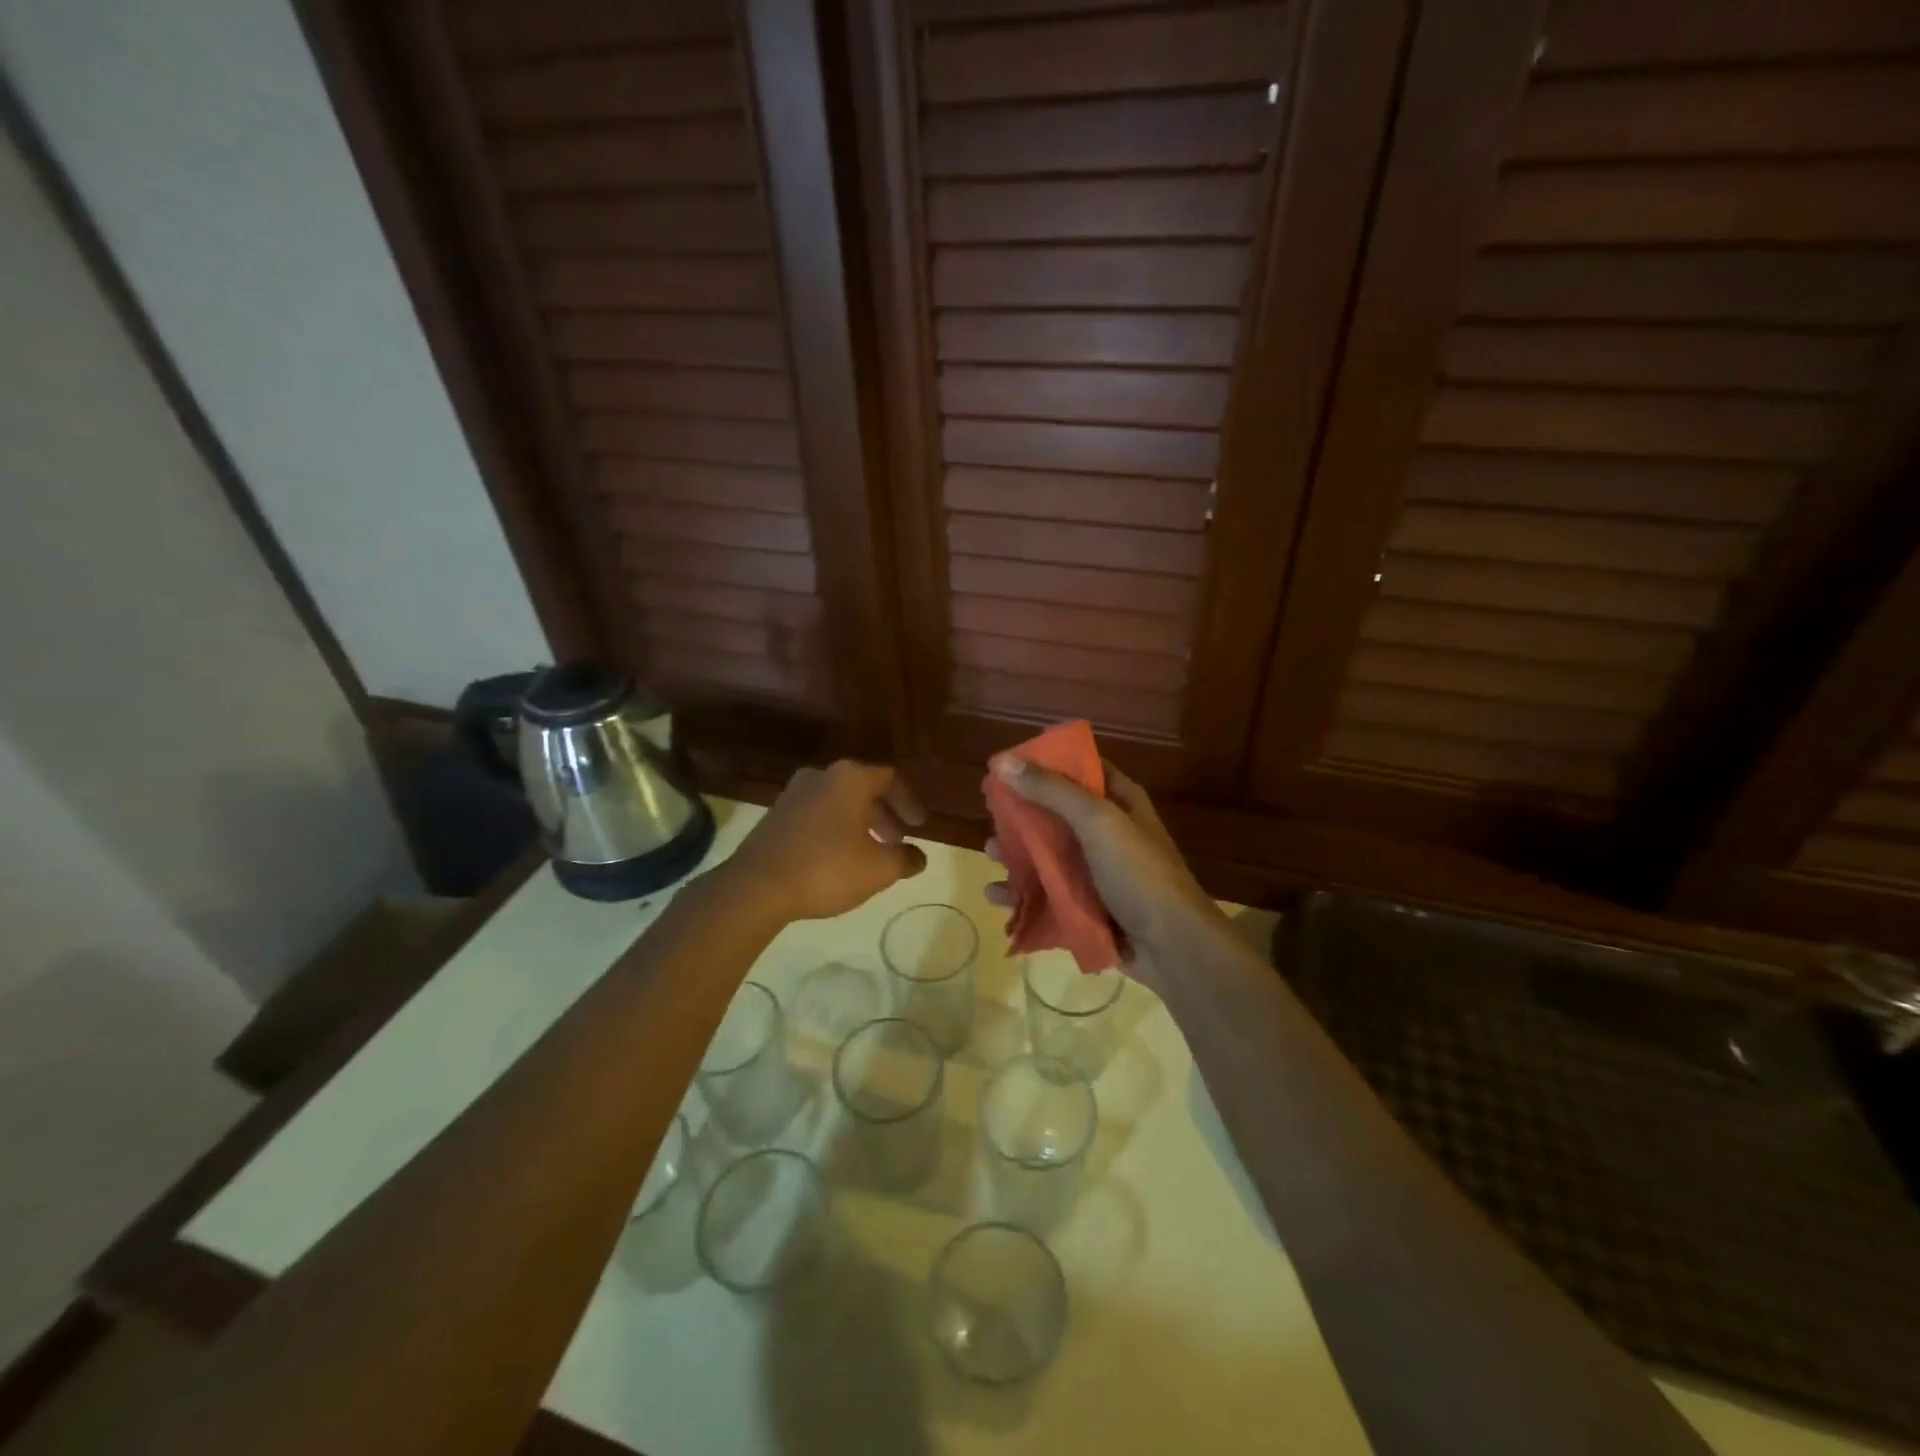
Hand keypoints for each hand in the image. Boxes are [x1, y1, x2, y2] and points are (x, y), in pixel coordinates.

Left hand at [726, 761, 927, 922]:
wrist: (756, 886)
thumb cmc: (826, 869)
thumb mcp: (878, 869)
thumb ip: (905, 859)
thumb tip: (918, 857)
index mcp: (850, 778)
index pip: (890, 779)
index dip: (909, 802)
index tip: (919, 826)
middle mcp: (821, 775)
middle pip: (863, 789)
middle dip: (885, 816)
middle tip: (897, 841)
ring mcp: (794, 793)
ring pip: (838, 802)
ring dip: (860, 823)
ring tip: (870, 853)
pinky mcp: (775, 815)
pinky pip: (817, 814)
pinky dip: (835, 829)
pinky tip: (838, 858)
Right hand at [984, 755, 1224, 988]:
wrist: (1172, 947)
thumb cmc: (1137, 873)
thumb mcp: (1096, 821)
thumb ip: (1051, 790)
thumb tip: (1002, 761)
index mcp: (1119, 802)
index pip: (1080, 768)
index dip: (1045, 763)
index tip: (1006, 766)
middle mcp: (1107, 832)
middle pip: (1056, 813)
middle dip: (1021, 813)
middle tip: (990, 814)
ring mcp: (1095, 872)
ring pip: (1047, 856)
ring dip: (1016, 854)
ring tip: (988, 855)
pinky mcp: (1085, 907)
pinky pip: (1047, 894)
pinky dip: (1022, 894)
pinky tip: (996, 896)